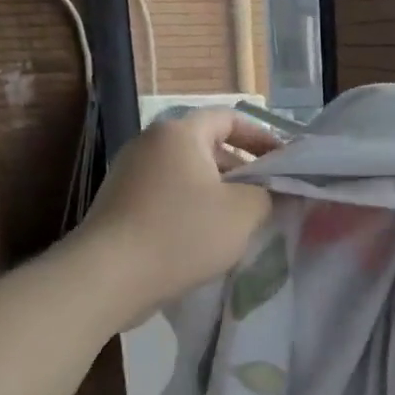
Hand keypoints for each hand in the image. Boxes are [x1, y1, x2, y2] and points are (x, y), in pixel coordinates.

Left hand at [78, 109, 278, 313]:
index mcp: (180, 133)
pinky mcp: (120, 205)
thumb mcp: (243, 212)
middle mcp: (150, 144)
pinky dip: (192, 209)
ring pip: (187, 175)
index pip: (229, 118)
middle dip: (242, 169)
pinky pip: (167, 197)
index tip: (284, 162)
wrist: (110, 276)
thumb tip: (274, 190)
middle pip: (207, 146)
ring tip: (241, 222)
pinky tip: (206, 239)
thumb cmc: (183, 233)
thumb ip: (268, 194)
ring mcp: (130, 174)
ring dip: (218, 193)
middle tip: (268, 196)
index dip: (262, 136)